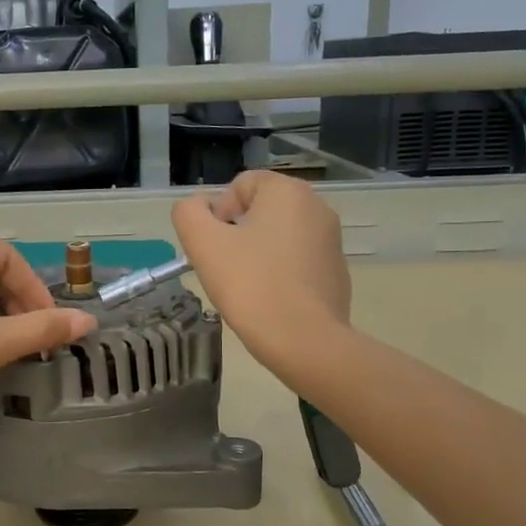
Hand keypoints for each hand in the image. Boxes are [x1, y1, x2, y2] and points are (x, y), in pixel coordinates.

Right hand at [172, 170, 350, 373]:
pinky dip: (280, 274)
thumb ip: (189, 213)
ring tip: (248, 287)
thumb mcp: (202, 243)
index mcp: (288, 191)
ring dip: (257, 254)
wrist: (303, 340)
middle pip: (260, 210)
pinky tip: (271, 301)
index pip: (240, 185)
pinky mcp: (337, 271)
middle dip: (237, 235)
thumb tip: (199, 208)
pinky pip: (297, 262)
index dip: (219, 214)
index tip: (216, 248)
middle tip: (227, 269)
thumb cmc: (250, 285)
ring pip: (278, 237)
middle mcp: (317, 207)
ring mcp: (331, 240)